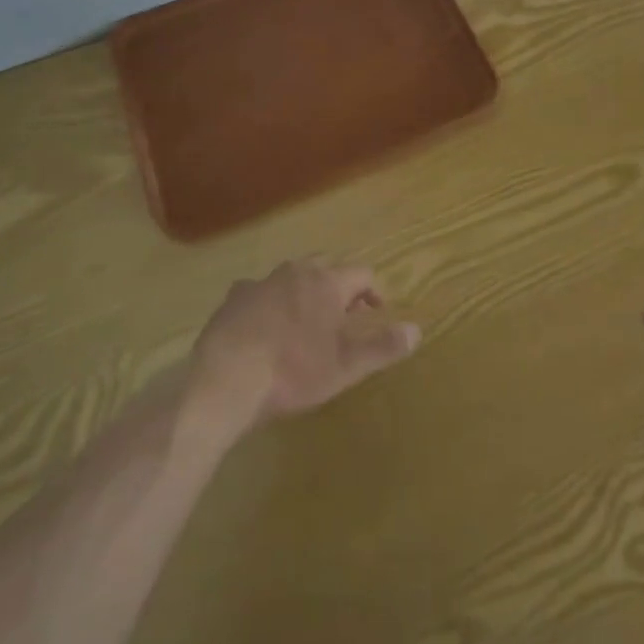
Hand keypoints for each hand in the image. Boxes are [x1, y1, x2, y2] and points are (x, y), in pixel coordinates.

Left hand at [189, 258, 420, 436]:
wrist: (226, 377)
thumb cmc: (293, 371)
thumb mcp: (345, 366)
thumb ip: (382, 347)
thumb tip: (417, 329)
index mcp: (327, 283)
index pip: (361, 273)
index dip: (372, 291)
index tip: (375, 313)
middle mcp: (297, 272)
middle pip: (326, 266)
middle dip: (337, 285)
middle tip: (341, 315)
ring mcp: (262, 281)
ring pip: (291, 276)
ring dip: (302, 291)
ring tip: (303, 320)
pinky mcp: (234, 297)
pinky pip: (258, 291)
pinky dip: (268, 302)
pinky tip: (263, 326)